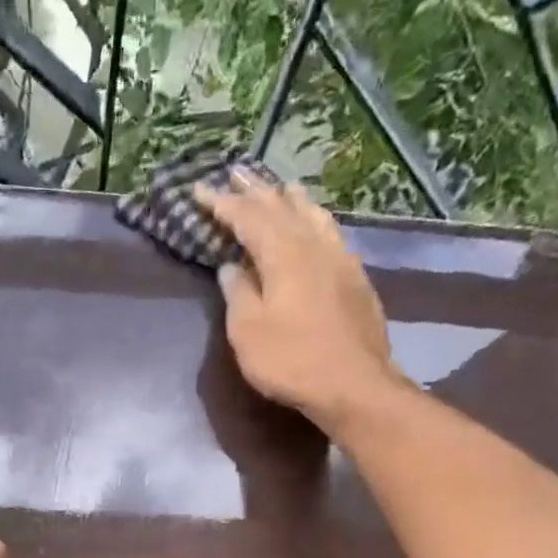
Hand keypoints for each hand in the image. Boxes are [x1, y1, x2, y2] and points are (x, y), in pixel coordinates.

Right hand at [195, 169, 397, 431]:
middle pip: (281, 208)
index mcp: (282, 254)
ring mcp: (340, 260)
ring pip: (313, 216)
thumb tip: (230, 266)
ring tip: (282, 187)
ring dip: (292, 199)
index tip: (200, 190)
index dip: (222, 204)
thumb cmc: (291, 361)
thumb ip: (238, 293)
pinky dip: (316, 221)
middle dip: (256, 191)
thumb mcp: (248, 331)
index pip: (247, 218)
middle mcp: (313, 246)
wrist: (353, 385)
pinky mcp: (356, 279)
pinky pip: (331, 234)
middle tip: (237, 172)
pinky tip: (317, 225)